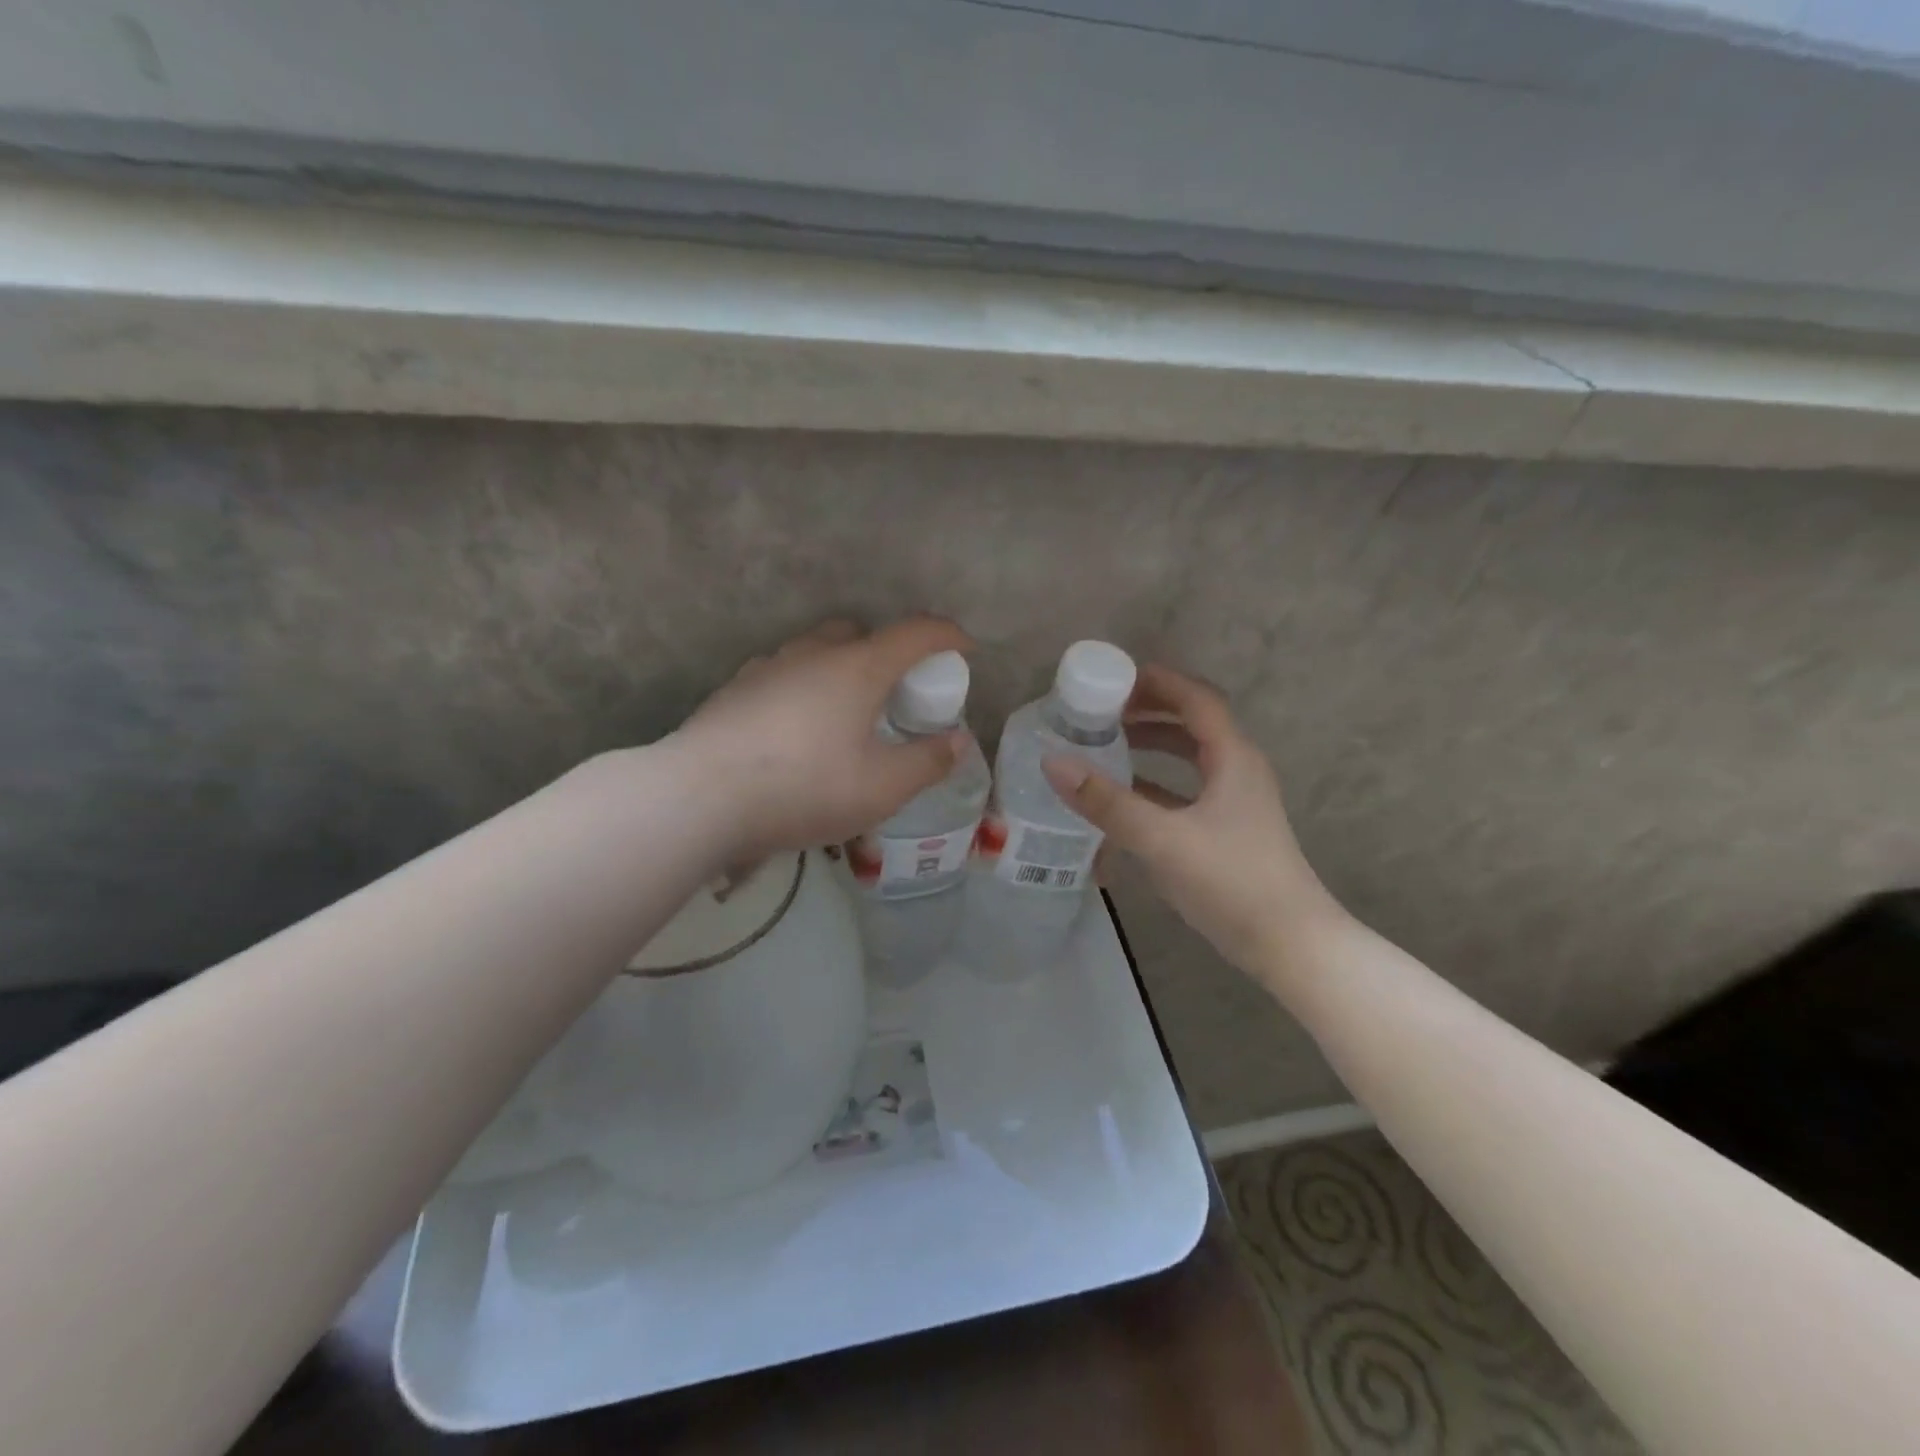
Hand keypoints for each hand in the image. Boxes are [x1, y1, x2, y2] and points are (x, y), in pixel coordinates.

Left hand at [671, 617, 974, 862]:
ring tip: (844, 713)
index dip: (947, 635)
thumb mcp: (881, 788)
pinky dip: (803, 687)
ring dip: (840, 667)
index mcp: (857, 667)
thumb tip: (957, 742)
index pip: (915, 633)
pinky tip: (796, 728)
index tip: (966, 649)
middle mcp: (812, 653)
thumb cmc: (804, 787)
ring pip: (815, 650)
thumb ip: (927, 763)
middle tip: (895, 691)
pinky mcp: (734, 689)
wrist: (698, 798)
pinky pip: (783, 674)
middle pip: (859, 632)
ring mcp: (767, 667)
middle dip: (886, 650)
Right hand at [1041, 664, 1342, 974]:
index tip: (1112, 677)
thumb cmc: (1232, 881)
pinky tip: (1121, 799)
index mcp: (1232, 758)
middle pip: (1190, 723)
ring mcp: (1233, 802)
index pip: (1195, 698)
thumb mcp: (1163, 839)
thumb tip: (1053, 762)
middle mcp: (1236, 770)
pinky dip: (1154, 785)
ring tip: (1105, 745)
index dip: (1157, 681)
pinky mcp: (1225, 831)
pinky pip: (1184, 791)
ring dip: (1149, 746)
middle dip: (1146, 711)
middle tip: (1099, 711)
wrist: (1289, 945)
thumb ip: (1107, 802)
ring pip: (1187, 758)